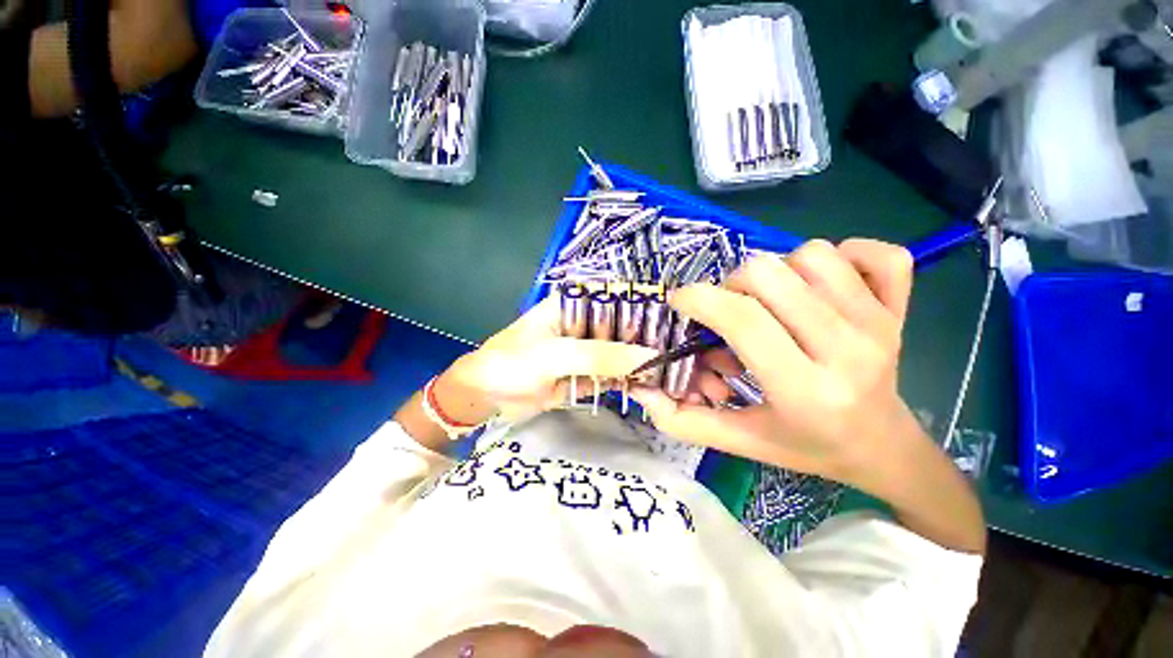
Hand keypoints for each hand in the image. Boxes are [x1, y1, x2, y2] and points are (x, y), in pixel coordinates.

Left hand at [440, 296, 657, 422]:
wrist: (485, 398)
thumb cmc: (512, 364)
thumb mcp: (555, 354)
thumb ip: (601, 355)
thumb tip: (649, 357)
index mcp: (572, 305)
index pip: (616, 297)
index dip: (644, 305)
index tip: (674, 320)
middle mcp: (582, 324)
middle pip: (622, 326)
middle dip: (647, 338)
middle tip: (680, 351)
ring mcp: (584, 351)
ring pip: (619, 352)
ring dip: (640, 361)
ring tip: (673, 370)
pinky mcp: (584, 374)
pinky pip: (611, 374)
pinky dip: (628, 380)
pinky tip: (649, 385)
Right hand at [630, 239, 918, 487]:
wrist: (883, 446)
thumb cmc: (805, 446)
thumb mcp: (739, 441)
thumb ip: (683, 420)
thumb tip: (639, 389)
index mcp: (805, 389)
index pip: (744, 320)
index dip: (700, 299)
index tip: (681, 301)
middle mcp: (847, 349)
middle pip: (771, 275)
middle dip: (733, 284)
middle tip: (731, 309)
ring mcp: (879, 322)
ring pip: (811, 255)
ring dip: (778, 271)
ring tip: (774, 301)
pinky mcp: (900, 307)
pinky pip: (876, 252)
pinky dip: (843, 254)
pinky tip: (824, 283)